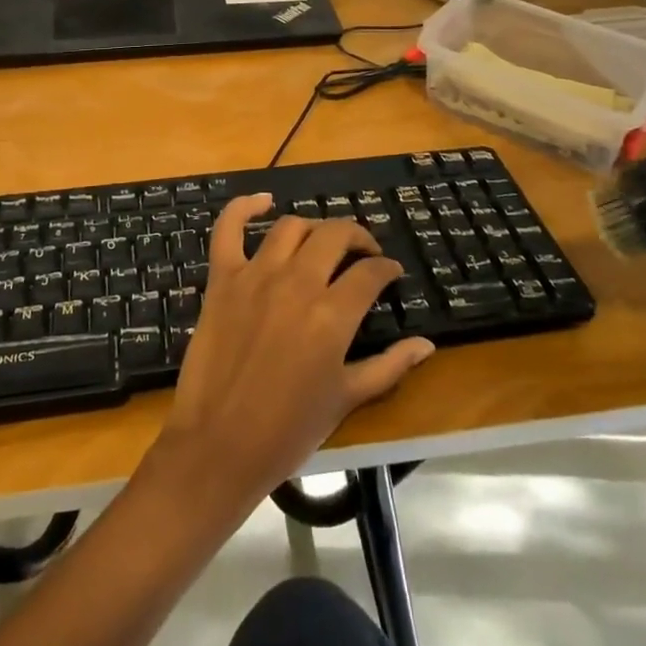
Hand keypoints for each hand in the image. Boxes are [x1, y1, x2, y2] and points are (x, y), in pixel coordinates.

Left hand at [155, 192, 435, 507]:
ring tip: (322, 242)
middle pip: (334, 235)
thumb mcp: (346, 399)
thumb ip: (389, 366)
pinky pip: (228, 228)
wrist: (219, 445)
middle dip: (357, 237)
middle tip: (363, 252)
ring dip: (313, 228)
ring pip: (291, 227)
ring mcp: (255, 275)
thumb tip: (426, 345)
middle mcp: (296, 283)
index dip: (385, 267)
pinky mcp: (222, 278)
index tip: (390, 272)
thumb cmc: (288, 429)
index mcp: (331, 315)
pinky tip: (262, 201)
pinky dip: (244, 207)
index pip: (369, 272)